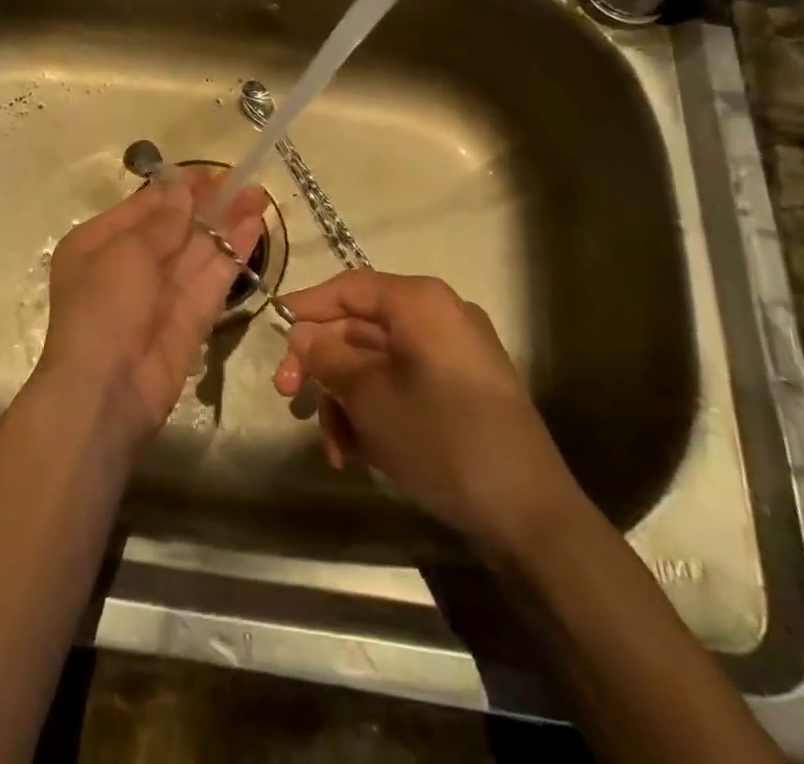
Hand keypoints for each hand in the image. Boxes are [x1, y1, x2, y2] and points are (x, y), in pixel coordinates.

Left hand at [36, 168, 268, 451]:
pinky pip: (211, 279)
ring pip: (198, 251)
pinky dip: (232, 253)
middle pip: (174, 227)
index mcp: (98, 244)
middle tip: (243, 182)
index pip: (144, 207)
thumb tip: (181, 186)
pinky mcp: (189, 320)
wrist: (106, 392)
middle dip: (208, 204)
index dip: (178, 188)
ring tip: (258, 196)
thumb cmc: (104, 307)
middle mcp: (128, 266)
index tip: (212, 173)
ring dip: (226, 224)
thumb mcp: (127, 252)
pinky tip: (254, 228)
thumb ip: (163, 220)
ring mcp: (161, 294)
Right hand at [272, 270, 580, 559]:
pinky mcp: (463, 390)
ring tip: (335, 448)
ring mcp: (455, 354)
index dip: (307, 306)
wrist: (530, 515)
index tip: (273, 329)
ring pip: (379, 362)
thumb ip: (328, 358)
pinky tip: (360, 453)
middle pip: (361, 327)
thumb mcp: (370, 398)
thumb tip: (303, 335)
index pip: (349, 288)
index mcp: (421, 303)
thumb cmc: (441, 439)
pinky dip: (377, 410)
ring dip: (347, 399)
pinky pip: (405, 384)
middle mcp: (440, 317)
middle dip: (324, 366)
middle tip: (289, 398)